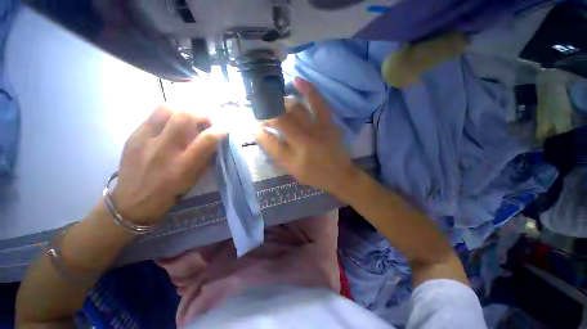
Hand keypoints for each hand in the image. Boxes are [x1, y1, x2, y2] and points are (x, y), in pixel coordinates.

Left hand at [111, 106, 224, 224]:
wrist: (133, 201)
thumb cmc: (170, 192)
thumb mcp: (194, 178)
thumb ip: (205, 157)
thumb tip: (214, 140)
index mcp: (184, 166)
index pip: (207, 139)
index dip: (219, 131)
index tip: (223, 130)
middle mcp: (164, 150)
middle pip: (185, 117)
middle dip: (200, 115)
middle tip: (204, 123)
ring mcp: (145, 140)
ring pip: (166, 109)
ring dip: (182, 112)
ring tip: (186, 121)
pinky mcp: (132, 136)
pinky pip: (153, 116)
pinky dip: (168, 117)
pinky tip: (170, 127)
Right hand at [254, 78, 358, 193]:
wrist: (339, 175)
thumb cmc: (313, 175)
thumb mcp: (291, 170)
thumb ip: (276, 153)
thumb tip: (261, 134)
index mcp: (293, 159)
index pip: (270, 141)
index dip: (258, 131)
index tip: (253, 125)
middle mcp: (304, 143)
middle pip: (280, 121)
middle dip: (267, 114)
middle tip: (261, 112)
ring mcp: (317, 130)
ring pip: (295, 109)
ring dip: (280, 103)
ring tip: (274, 102)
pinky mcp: (328, 123)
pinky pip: (318, 103)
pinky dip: (308, 89)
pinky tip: (297, 79)